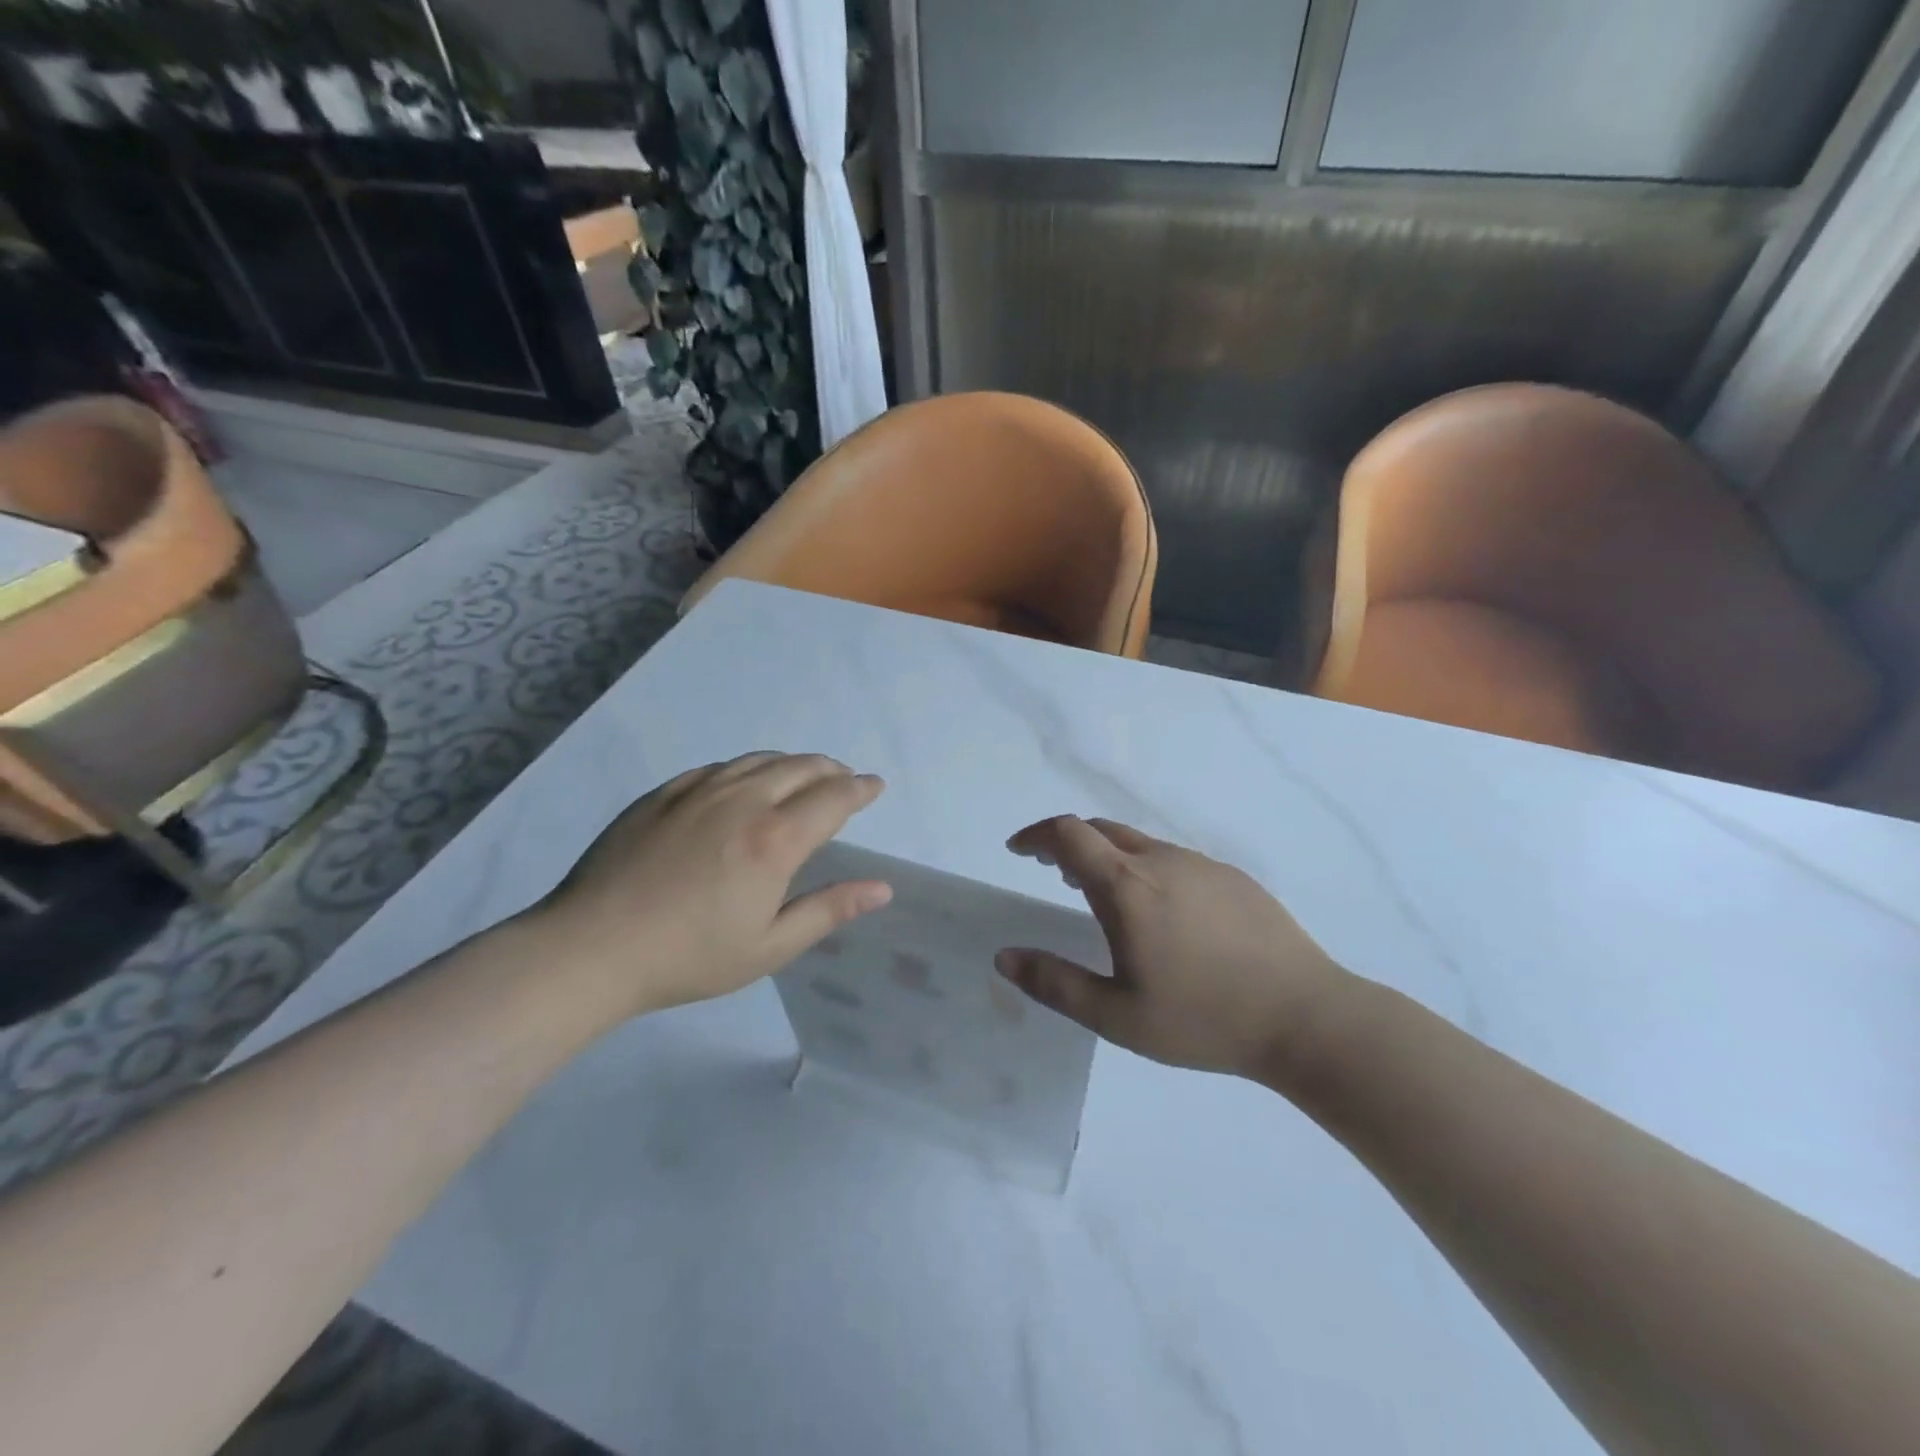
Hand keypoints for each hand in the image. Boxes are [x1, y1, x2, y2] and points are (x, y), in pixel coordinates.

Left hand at [531, 752, 891, 1021]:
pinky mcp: (663, 794)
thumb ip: (829, 910)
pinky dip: (747, 768)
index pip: (834, 797)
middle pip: (801, 767)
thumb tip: (882, 887)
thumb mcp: (770, 946)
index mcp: (775, 839)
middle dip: (832, 770)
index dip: (861, 789)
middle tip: (845, 780)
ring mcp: (698, 791)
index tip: (875, 786)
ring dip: (792, 763)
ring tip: (803, 775)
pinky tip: (743, 782)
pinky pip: (718, 767)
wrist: (591, 948)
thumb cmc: (690, 956)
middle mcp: (743, 801)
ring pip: (759, 760)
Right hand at [996, 816, 1351, 1078]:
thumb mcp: (1116, 1016)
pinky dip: (1145, 868)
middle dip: (1067, 842)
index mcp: (1126, 887)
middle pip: (1101, 830)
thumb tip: (1004, 957)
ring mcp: (1201, 865)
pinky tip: (1161, 912)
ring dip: (1108, 856)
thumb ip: (1054, 983)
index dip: (1037, 835)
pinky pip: (1174, 860)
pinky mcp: (1233, 878)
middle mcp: (1161, 861)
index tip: (1019, 850)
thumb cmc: (1202, 1018)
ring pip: (1139, 844)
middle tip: (1052, 871)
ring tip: (1100, 892)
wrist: (1306, 1016)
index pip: (1068, 834)